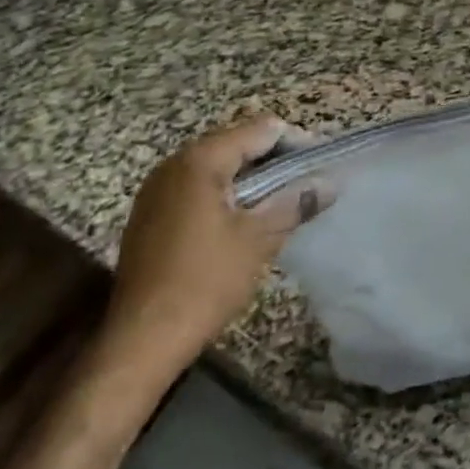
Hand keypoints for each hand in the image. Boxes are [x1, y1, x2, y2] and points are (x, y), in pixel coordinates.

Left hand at [102, 116, 329, 369]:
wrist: (140, 339)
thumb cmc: (205, 282)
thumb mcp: (258, 239)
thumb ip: (295, 202)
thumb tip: (328, 183)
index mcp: (201, 159)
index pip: (260, 129)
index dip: (296, 142)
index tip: (321, 166)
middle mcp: (175, 163)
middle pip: (236, 143)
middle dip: (274, 160)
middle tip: (306, 184)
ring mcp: (157, 189)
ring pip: (217, 167)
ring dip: (251, 178)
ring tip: (281, 202)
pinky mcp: (150, 215)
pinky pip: (197, 188)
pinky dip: (225, 194)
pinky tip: (244, 221)